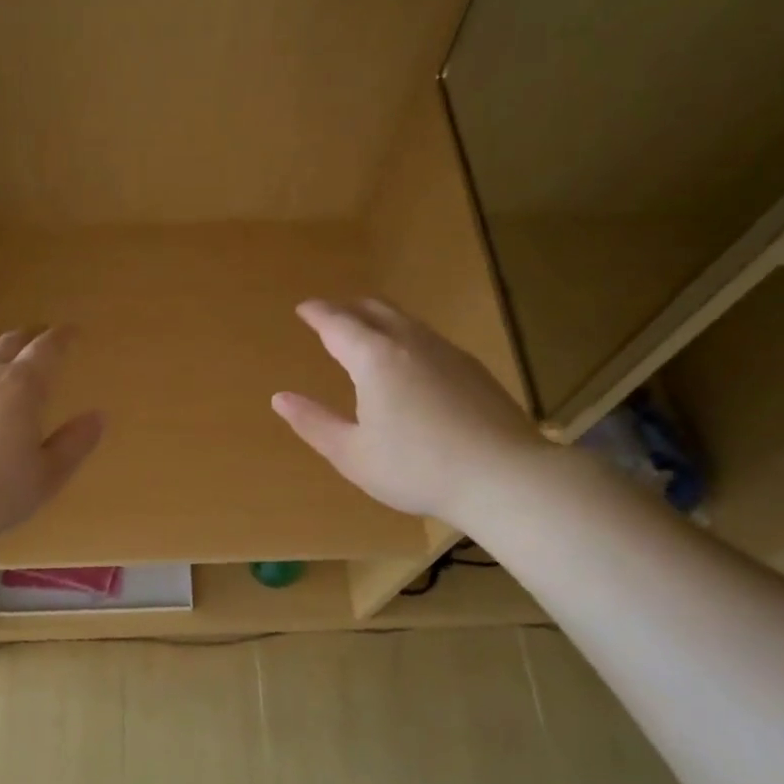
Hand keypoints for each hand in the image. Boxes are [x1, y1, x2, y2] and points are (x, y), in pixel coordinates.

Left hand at [0, 326, 104, 550]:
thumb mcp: (44, 477)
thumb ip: (73, 445)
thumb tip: (97, 417)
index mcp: (22, 388)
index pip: (46, 351)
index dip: (62, 338)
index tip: (73, 331)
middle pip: (10, 344)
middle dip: (30, 336)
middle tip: (42, 335)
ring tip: (7, 351)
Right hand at [272, 299, 545, 526]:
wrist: (503, 476)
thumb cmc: (416, 468)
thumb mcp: (352, 454)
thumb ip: (314, 423)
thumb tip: (280, 398)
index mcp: (375, 359)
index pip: (338, 323)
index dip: (317, 313)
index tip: (303, 308)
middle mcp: (410, 343)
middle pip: (375, 310)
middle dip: (347, 308)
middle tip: (330, 315)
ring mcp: (446, 352)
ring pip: (405, 320)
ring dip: (378, 319)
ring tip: (364, 333)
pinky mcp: (471, 368)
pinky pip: (427, 337)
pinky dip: (404, 336)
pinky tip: (407, 361)